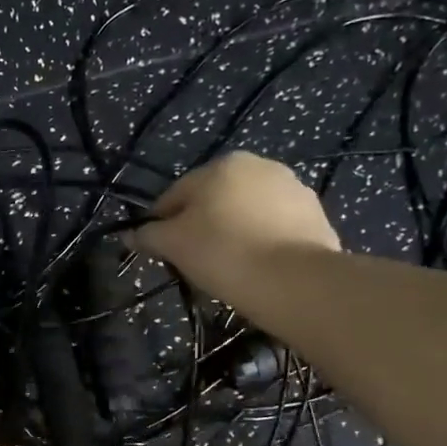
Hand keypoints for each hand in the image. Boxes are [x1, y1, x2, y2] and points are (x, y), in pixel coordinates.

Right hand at [130, 151, 339, 300]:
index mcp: (221, 165)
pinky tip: (257, 268)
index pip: (175, 195)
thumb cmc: (223, 253)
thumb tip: (129, 235)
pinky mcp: (316, 215)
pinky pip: (276, 228)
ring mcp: (293, 189)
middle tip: (195, 262)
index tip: (160, 252)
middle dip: (202, 226)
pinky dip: (263, 242)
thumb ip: (148, 235)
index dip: (161, 224)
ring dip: (234, 232)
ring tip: (229, 267)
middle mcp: (260, 166)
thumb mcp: (173, 245)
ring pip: (247, 212)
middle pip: (214, 200)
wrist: (294, 280)